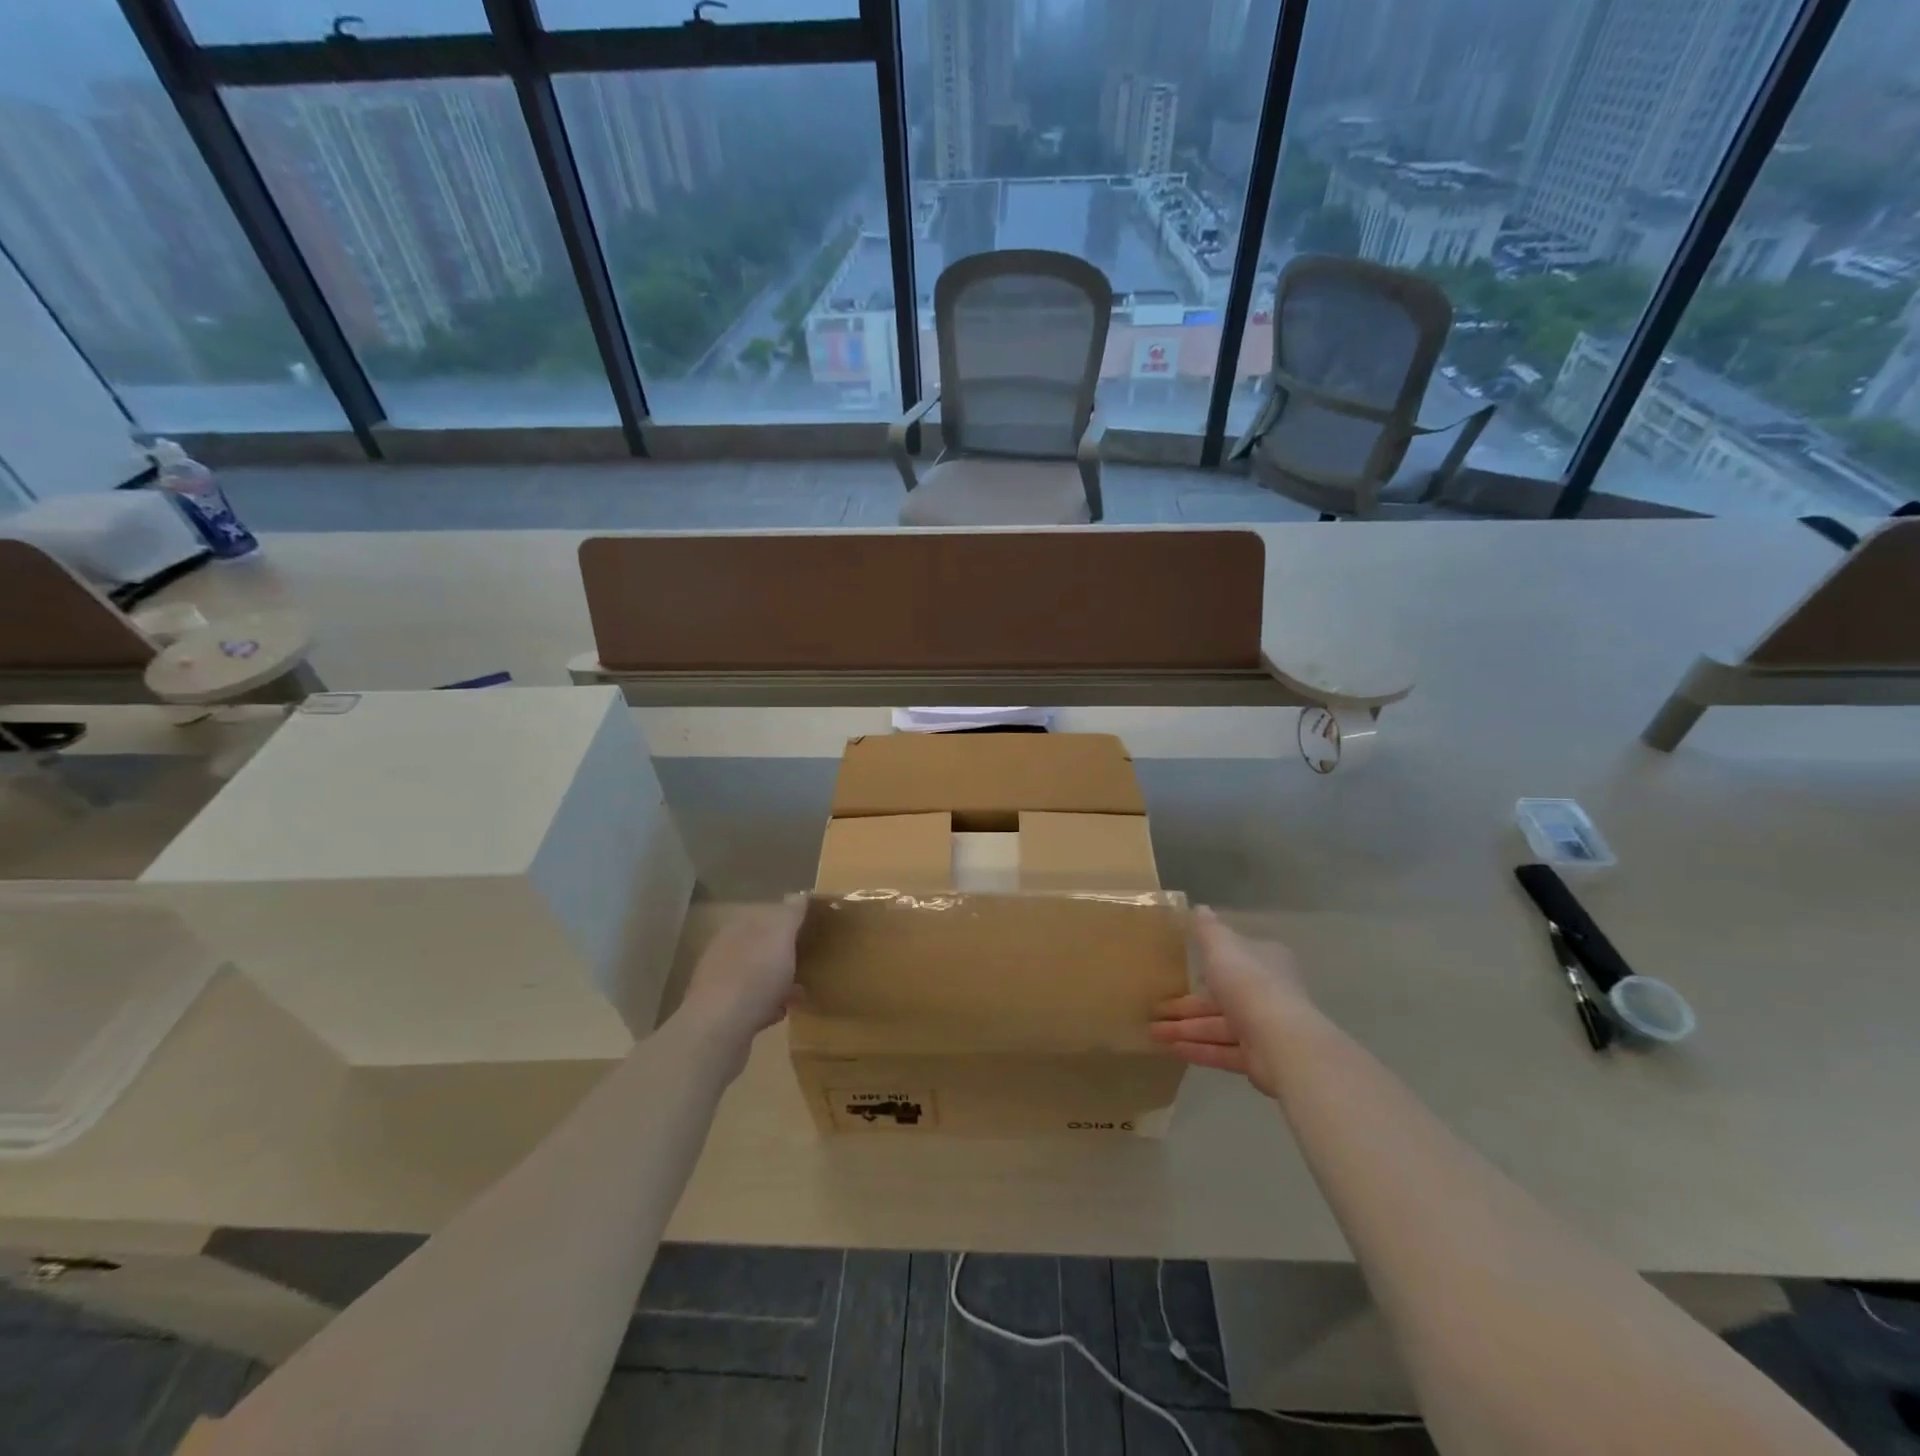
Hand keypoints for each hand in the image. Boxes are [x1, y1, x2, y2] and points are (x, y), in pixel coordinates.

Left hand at [674, 897, 806, 1057]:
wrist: (719, 1031)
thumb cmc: (754, 977)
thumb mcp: (779, 937)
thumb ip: (790, 914)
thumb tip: (799, 894)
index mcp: (737, 929)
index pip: (766, 916)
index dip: (789, 921)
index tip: (811, 931)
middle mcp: (725, 951)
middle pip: (761, 946)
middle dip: (783, 953)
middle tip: (809, 961)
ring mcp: (720, 983)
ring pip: (757, 975)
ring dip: (778, 981)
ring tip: (801, 991)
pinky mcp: (722, 1014)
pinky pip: (752, 1003)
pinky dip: (768, 1005)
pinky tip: (782, 1012)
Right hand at [1149, 908, 1311, 1098]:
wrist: (1282, 1041)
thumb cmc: (1249, 983)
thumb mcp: (1221, 946)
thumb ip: (1207, 929)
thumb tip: (1199, 907)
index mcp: (1263, 961)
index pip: (1231, 960)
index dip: (1204, 965)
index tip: (1178, 972)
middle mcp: (1265, 993)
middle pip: (1218, 998)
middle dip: (1185, 1005)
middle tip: (1153, 1010)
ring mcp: (1262, 1028)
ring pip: (1216, 1026)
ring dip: (1184, 1029)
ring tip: (1152, 1033)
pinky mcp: (1258, 1058)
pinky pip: (1221, 1051)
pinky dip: (1197, 1049)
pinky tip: (1170, 1050)